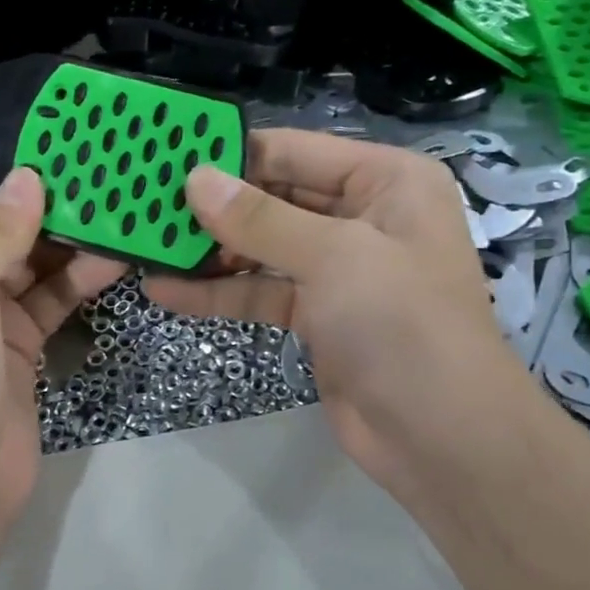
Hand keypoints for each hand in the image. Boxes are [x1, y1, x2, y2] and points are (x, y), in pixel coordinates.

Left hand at [0, 169, 126, 521]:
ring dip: (64, 241)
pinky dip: (76, 280)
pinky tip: (114, 259)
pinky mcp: (13, 344)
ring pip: (24, 262)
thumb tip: (28, 177)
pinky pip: (46, 299)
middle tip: (96, 175)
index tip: (51, 152)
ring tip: (115, 209)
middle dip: (38, 206)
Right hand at [148, 130, 536, 497]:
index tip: (167, 157)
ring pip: (264, 247)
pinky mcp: (319, 314)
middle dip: (215, 206)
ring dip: (211, 252)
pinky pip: (263, 291)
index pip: (295, 151)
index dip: (232, 154)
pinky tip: (167, 293)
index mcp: (386, 180)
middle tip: (146, 206)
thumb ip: (259, 218)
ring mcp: (340, 268)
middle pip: (275, 197)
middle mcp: (364, 215)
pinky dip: (221, 293)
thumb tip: (195, 178)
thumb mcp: (332, 257)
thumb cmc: (401, 323)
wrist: (443, 438)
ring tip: (148, 248)